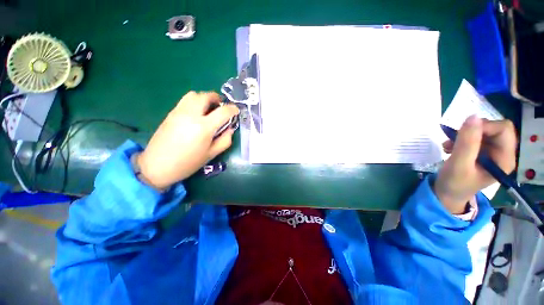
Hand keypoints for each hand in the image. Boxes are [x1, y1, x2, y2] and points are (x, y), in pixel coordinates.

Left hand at [136, 91, 238, 188]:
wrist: (157, 165)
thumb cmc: (188, 163)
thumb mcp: (211, 154)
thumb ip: (225, 140)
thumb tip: (230, 129)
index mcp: (204, 127)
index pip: (223, 111)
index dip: (232, 109)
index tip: (236, 111)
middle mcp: (191, 115)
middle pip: (206, 96)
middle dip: (217, 99)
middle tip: (221, 107)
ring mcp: (179, 112)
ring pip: (194, 95)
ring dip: (205, 98)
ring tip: (209, 109)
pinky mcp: (171, 113)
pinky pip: (185, 100)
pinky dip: (195, 102)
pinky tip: (197, 114)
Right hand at [434, 115, 516, 213]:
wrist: (448, 194)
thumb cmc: (454, 183)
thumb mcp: (459, 164)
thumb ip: (467, 142)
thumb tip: (472, 116)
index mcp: (504, 159)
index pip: (503, 129)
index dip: (484, 126)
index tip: (462, 133)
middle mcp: (503, 153)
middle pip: (495, 128)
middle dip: (472, 131)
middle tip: (454, 139)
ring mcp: (493, 153)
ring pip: (484, 131)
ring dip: (464, 135)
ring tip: (448, 145)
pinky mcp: (483, 153)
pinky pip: (476, 137)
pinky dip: (461, 139)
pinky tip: (450, 147)